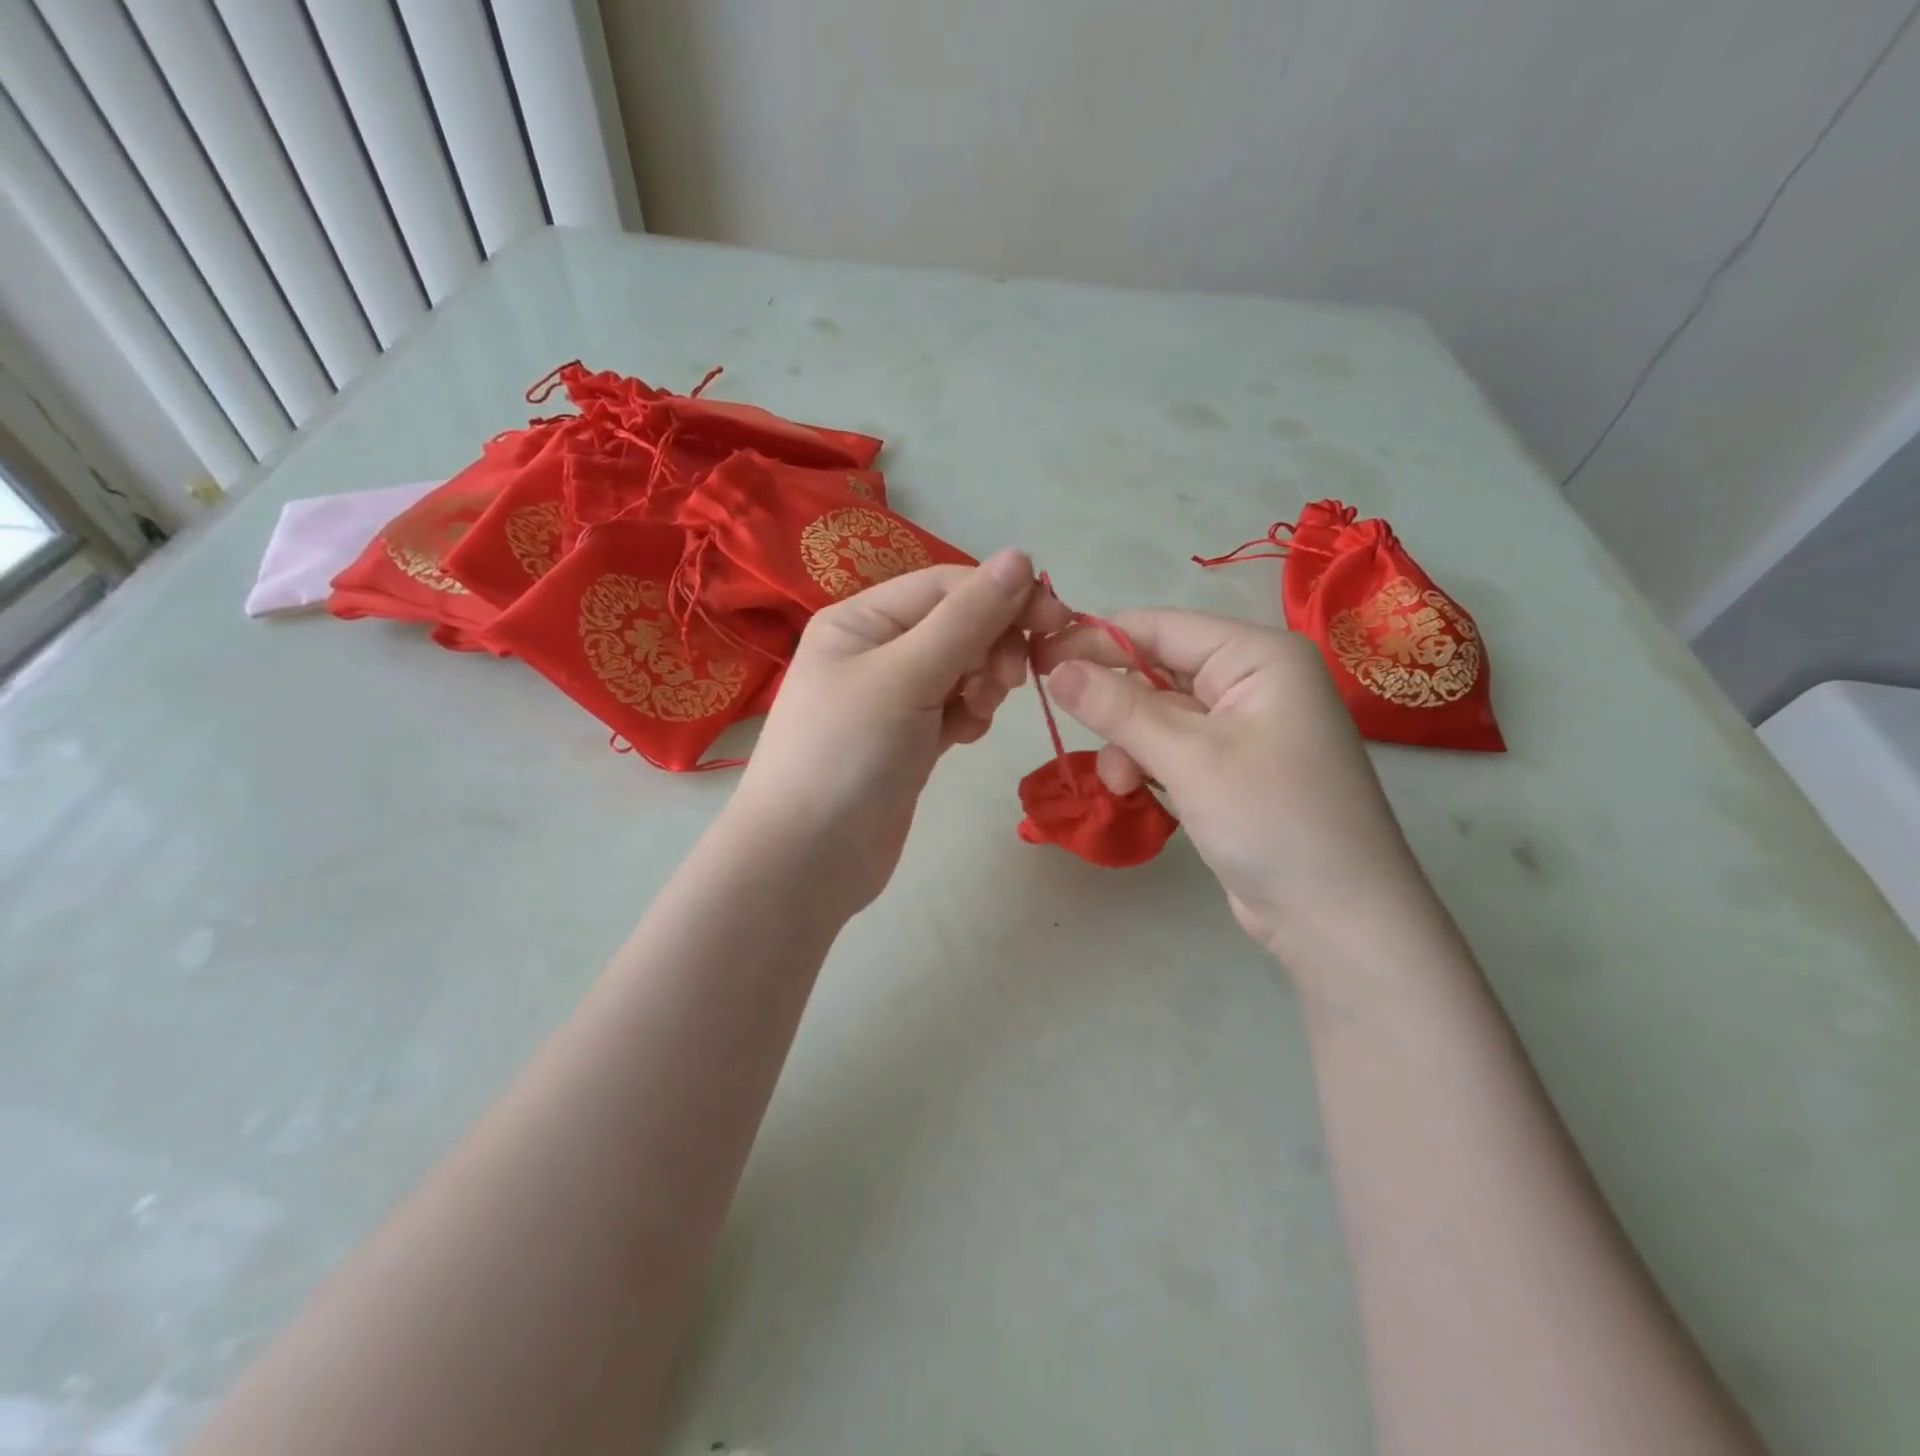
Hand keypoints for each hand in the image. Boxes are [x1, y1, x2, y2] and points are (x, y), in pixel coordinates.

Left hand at [732, 549, 1065, 913]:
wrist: (807, 861)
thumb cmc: (847, 755)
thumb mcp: (906, 676)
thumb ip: (967, 618)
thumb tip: (1020, 556)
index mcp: (862, 619)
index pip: (948, 587)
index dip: (1002, 598)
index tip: (1054, 624)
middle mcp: (876, 650)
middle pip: (958, 625)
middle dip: (992, 646)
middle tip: (1008, 682)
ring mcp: (892, 698)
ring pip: (962, 668)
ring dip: (983, 683)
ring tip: (975, 715)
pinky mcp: (908, 740)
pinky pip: (954, 708)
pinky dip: (969, 715)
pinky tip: (965, 736)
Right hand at [1035, 609, 1433, 957]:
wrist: (1338, 919)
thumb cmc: (1272, 819)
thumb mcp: (1188, 757)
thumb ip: (1118, 708)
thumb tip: (1056, 668)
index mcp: (1258, 656)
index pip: (1162, 627)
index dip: (1096, 639)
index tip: (1038, 656)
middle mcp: (1254, 681)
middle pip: (1159, 670)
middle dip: (1116, 703)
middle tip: (1063, 717)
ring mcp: (1245, 728)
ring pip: (1160, 714)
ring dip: (1128, 743)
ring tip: (1120, 783)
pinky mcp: (1233, 769)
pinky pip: (1174, 748)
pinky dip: (1147, 765)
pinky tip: (1135, 792)